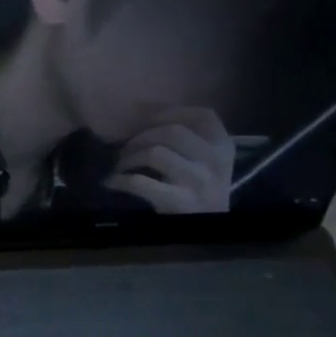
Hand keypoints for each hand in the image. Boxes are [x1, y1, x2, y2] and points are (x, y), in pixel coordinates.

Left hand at [105, 108, 234, 213]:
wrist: (209, 228)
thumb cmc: (199, 189)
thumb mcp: (205, 160)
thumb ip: (188, 136)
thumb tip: (142, 108)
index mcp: (223, 146)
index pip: (202, 115)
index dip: (168, 111)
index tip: (144, 118)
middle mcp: (215, 161)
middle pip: (172, 131)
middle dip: (141, 136)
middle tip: (125, 148)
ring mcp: (199, 182)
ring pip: (155, 153)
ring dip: (129, 157)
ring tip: (120, 166)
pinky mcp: (180, 202)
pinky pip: (141, 183)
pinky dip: (121, 180)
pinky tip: (112, 182)